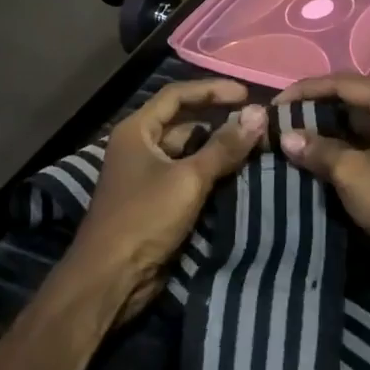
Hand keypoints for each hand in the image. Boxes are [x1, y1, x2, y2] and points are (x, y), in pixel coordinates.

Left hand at [68, 80, 266, 322]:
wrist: (110, 279)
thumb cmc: (143, 218)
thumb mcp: (187, 179)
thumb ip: (224, 147)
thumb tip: (258, 115)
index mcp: (137, 130)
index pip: (178, 95)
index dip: (212, 90)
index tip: (247, 95)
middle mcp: (139, 146)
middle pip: (184, 123)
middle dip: (219, 123)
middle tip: (257, 126)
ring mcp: (147, 176)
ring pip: (188, 153)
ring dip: (218, 151)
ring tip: (256, 149)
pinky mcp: (156, 202)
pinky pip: (188, 178)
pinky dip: (211, 175)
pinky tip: (239, 177)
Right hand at [270, 74, 369, 291]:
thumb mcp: (354, 174)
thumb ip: (318, 151)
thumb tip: (285, 137)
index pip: (342, 83)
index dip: (304, 92)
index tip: (273, 106)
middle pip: (350, 103)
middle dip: (313, 114)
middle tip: (277, 126)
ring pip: (357, 129)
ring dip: (326, 136)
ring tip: (288, 144)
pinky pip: (366, 150)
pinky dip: (341, 155)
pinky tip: (314, 166)